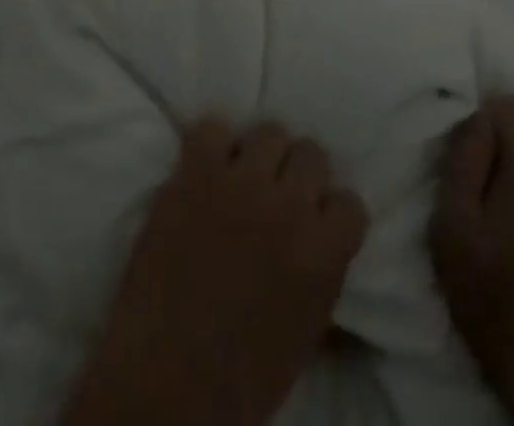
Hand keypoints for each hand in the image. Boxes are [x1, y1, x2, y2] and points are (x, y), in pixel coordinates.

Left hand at [62, 119, 368, 425]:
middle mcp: (289, 205)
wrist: (163, 386)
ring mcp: (240, 183)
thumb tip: (326, 250)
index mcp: (323, 254)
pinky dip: (210, 145)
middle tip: (279, 194)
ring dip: (260, 155)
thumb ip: (322, 279)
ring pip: (269, 131)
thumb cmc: (239, 380)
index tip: (316, 222)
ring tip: (242, 177)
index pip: (350, 202)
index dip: (331, 213)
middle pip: (312, 152)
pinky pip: (212, 128)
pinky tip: (205, 169)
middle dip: (299, 174)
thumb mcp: (304, 337)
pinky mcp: (196, 173)